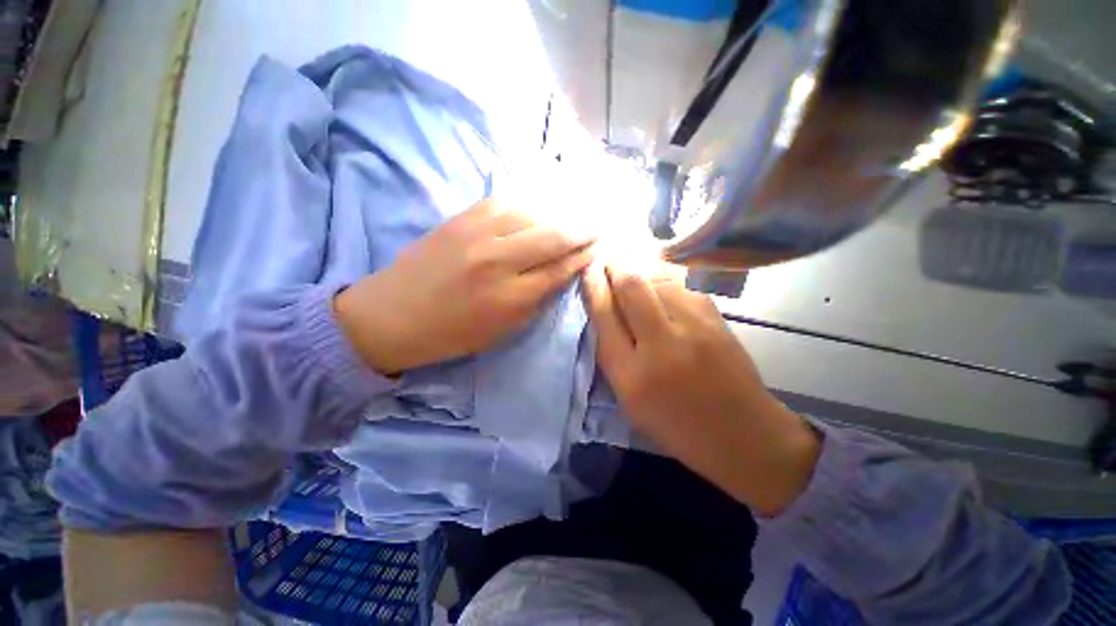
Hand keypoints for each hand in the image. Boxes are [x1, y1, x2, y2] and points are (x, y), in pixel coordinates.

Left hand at [335, 198, 593, 373]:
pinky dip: (529, 200)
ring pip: (533, 212)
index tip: (598, 247)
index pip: (560, 268)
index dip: (583, 256)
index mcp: (510, 297)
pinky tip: (542, 202)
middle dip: (582, 229)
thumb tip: (563, 272)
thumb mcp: (504, 329)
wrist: (393, 314)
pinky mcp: (460, 218)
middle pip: (553, 235)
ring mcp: (477, 233)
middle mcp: (498, 260)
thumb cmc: (453, 333)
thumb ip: (537, 299)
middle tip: (597, 225)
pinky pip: (504, 200)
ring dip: (560, 211)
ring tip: (575, 211)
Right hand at [584, 263, 820, 515]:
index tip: (588, 270)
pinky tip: (661, 283)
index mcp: (631, 375)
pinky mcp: (717, 320)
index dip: (593, 286)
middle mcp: (661, 346)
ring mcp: (694, 329)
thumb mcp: (630, 401)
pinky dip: (665, 280)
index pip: (604, 315)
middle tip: (608, 260)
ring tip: (633, 270)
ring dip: (641, 271)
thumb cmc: (677, 426)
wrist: (744, 435)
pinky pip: (683, 286)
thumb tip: (605, 311)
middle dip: (615, 267)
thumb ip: (612, 356)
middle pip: (631, 287)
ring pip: (659, 279)